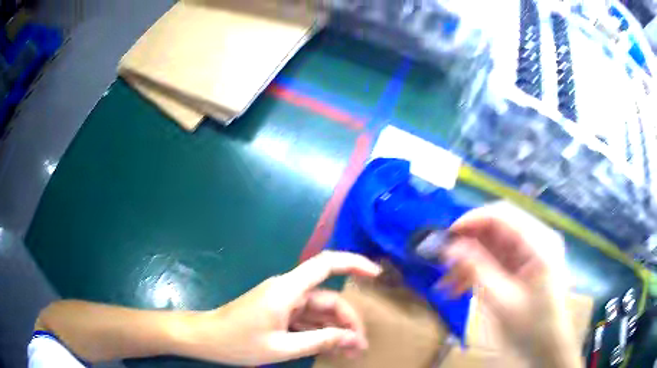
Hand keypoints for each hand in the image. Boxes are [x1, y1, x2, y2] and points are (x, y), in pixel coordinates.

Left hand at [175, 251, 381, 365]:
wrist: (205, 338)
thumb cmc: (238, 342)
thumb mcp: (282, 347)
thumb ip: (319, 341)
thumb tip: (353, 339)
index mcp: (287, 290)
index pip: (326, 265)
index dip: (354, 263)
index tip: (376, 275)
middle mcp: (288, 290)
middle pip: (328, 298)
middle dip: (348, 321)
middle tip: (360, 347)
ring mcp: (283, 302)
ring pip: (319, 311)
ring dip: (336, 330)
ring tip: (351, 352)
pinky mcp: (279, 312)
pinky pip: (306, 319)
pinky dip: (320, 332)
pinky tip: (332, 348)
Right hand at [438, 202, 580, 366]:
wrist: (547, 346)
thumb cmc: (531, 327)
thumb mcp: (502, 301)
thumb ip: (478, 270)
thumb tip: (451, 247)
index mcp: (540, 243)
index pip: (503, 215)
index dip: (472, 220)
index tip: (446, 238)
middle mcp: (536, 239)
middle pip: (496, 229)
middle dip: (468, 245)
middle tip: (443, 264)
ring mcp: (530, 252)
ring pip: (492, 245)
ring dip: (469, 262)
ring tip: (447, 285)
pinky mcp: (523, 264)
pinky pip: (495, 260)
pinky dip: (477, 272)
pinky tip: (459, 290)